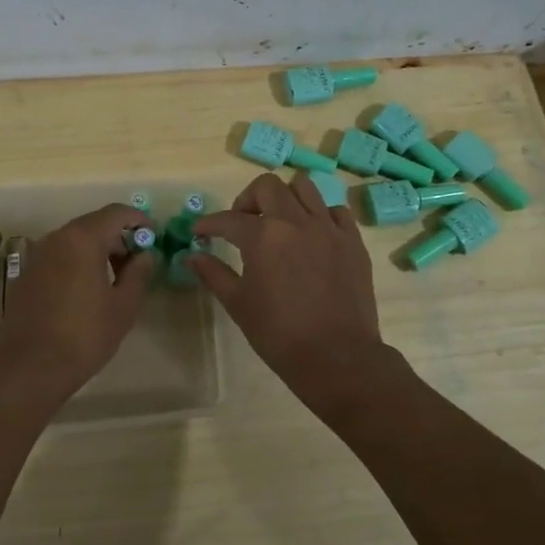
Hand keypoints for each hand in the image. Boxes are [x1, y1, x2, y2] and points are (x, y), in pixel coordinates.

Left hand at [0, 203, 155, 403]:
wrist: (31, 366)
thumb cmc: (85, 334)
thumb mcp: (123, 305)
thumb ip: (139, 273)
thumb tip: (146, 255)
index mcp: (82, 238)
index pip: (116, 213)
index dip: (139, 220)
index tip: (154, 237)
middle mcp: (57, 238)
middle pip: (94, 224)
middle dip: (119, 238)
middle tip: (138, 262)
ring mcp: (38, 255)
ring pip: (75, 240)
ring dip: (98, 250)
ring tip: (116, 279)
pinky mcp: (28, 274)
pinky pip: (60, 256)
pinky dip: (78, 262)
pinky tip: (88, 290)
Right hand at [189, 173, 384, 394]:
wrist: (336, 357)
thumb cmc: (279, 334)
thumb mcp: (238, 304)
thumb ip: (213, 273)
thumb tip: (192, 255)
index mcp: (263, 236)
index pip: (228, 219)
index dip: (209, 224)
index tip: (200, 232)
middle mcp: (296, 221)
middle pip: (267, 186)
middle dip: (248, 199)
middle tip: (243, 223)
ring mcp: (329, 228)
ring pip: (304, 187)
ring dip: (285, 198)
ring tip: (279, 222)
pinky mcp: (353, 241)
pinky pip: (335, 211)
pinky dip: (320, 215)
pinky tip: (312, 236)